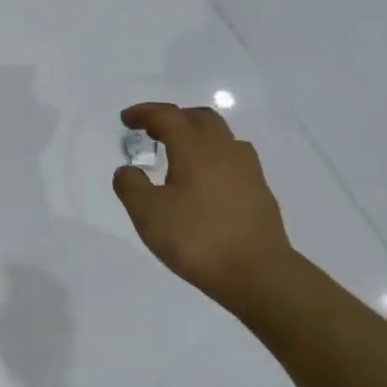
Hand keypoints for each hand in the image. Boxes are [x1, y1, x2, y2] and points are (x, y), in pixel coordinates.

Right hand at [113, 102, 298, 312]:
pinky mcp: (260, 191)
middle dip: (173, 119)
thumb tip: (128, 170)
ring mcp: (247, 170)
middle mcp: (223, 150)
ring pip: (221, 137)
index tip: (126, 120)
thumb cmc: (196, 238)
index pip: (168, 116)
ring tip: (178, 155)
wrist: (257, 273)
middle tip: (152, 132)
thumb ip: (131, 186)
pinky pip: (233, 159)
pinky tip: (204, 181)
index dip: (145, 113)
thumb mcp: (148, 214)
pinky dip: (212, 158)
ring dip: (196, 136)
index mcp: (194, 148)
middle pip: (199, 118)